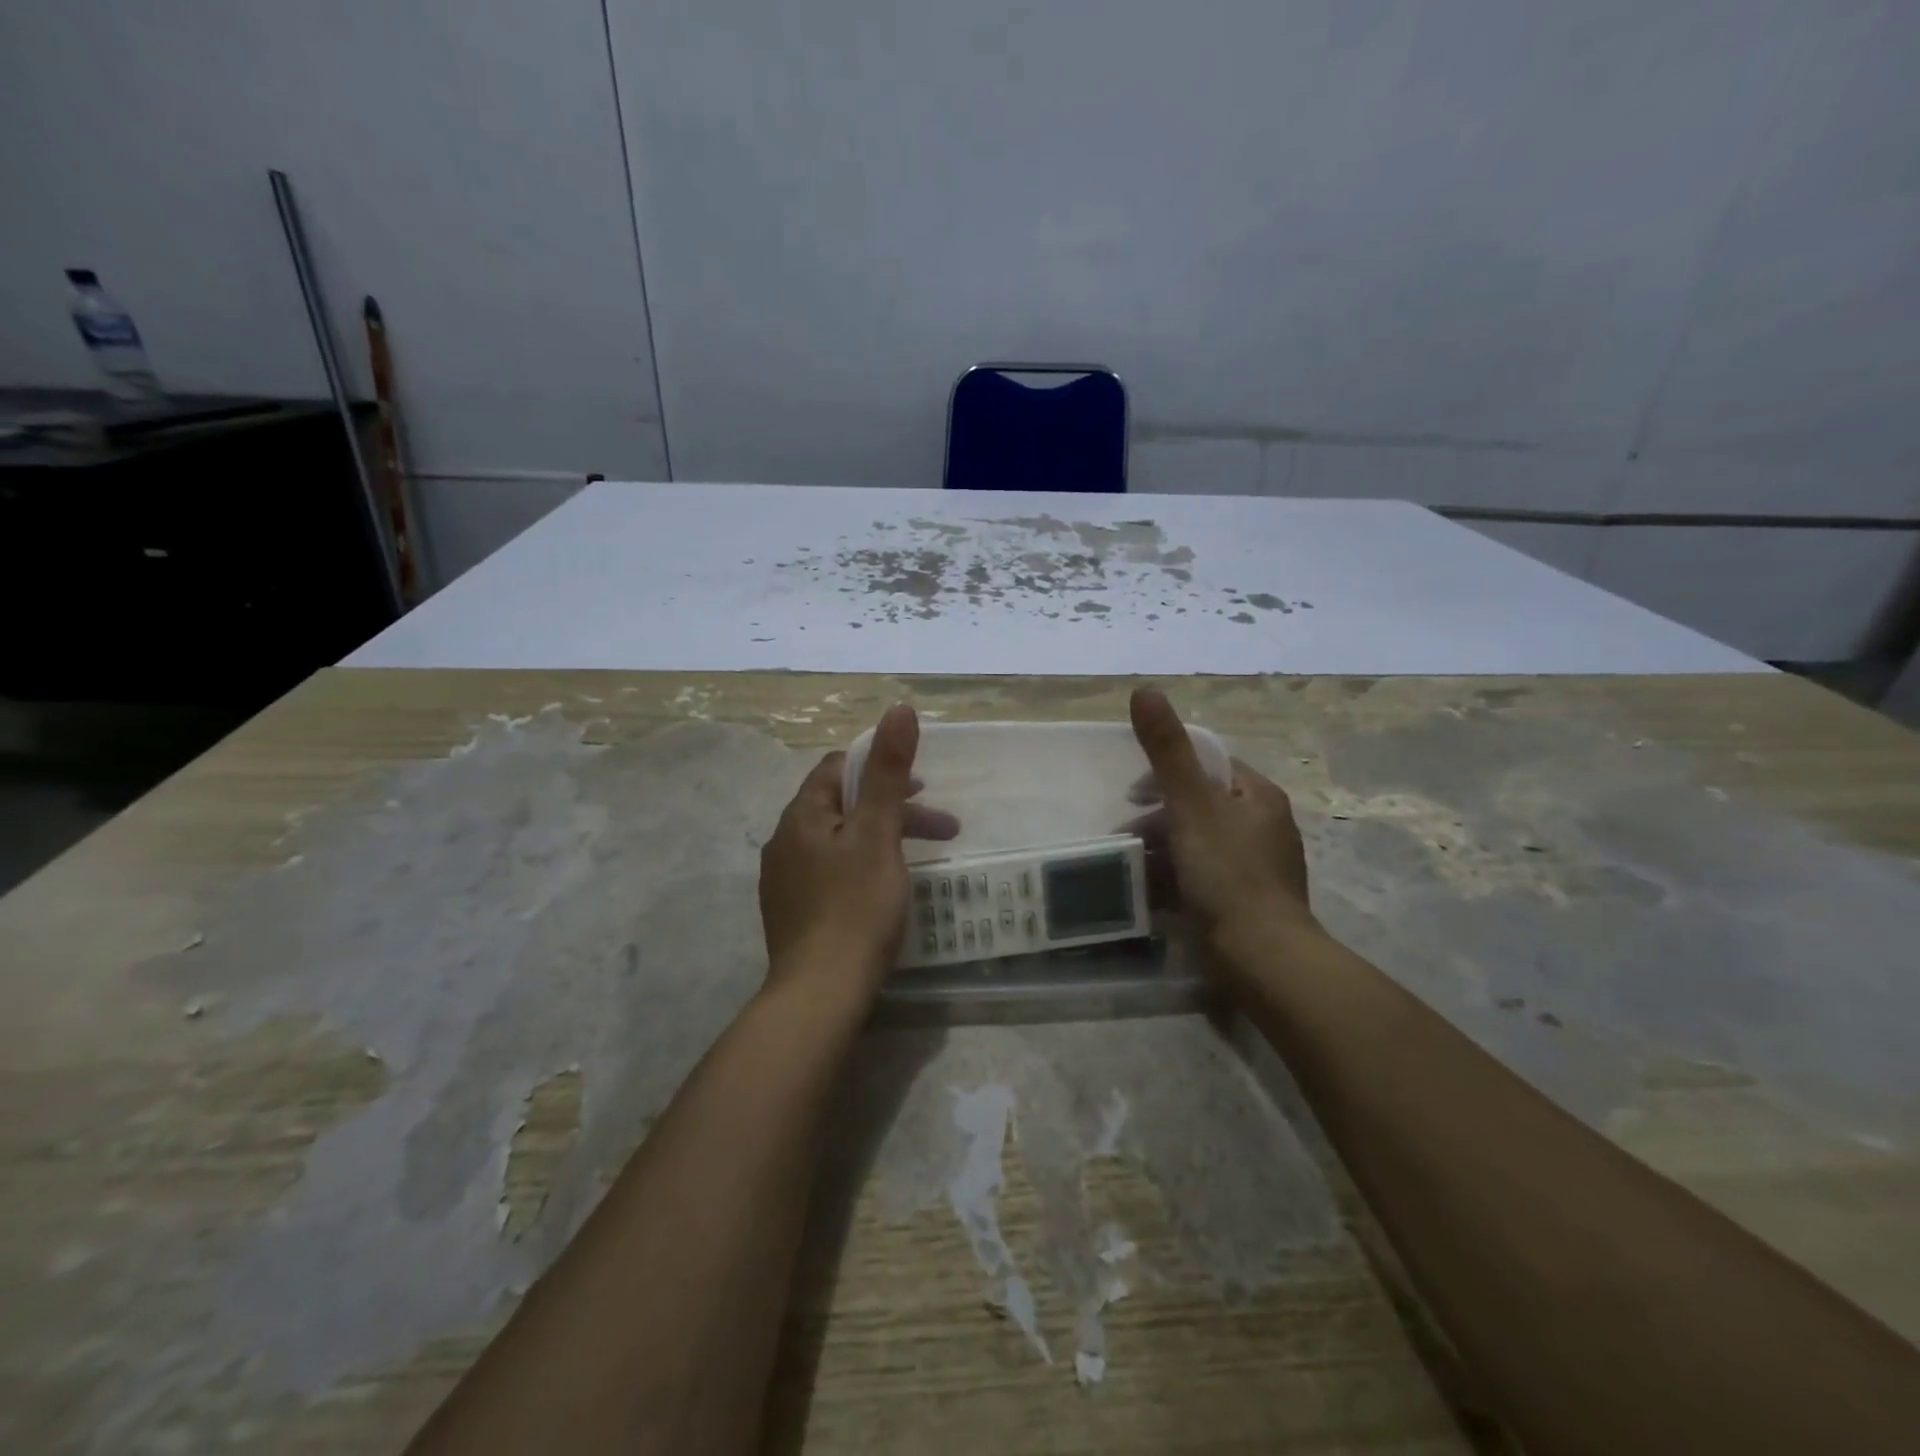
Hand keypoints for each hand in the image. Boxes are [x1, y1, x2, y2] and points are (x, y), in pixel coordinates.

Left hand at [758, 703, 957, 991]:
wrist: (820, 993)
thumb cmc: (855, 906)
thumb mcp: (878, 833)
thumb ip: (888, 771)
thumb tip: (897, 709)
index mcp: (802, 816)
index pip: (836, 769)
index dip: (879, 768)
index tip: (919, 786)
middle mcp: (784, 842)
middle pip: (841, 807)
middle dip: (892, 809)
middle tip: (940, 826)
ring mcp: (784, 881)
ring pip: (838, 841)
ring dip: (881, 840)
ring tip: (921, 862)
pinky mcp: (793, 913)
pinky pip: (830, 872)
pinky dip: (862, 867)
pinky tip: (883, 891)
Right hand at [1126, 687, 1316, 954]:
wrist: (1262, 958)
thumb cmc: (1227, 873)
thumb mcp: (1191, 805)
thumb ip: (1166, 750)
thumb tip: (1144, 689)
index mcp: (1257, 796)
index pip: (1208, 766)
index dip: (1166, 772)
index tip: (1132, 792)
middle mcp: (1262, 826)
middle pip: (1198, 808)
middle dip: (1157, 820)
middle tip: (1125, 836)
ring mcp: (1255, 867)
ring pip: (1196, 846)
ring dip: (1160, 853)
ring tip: (1128, 868)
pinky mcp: (1245, 902)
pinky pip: (1201, 879)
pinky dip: (1174, 882)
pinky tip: (1148, 896)